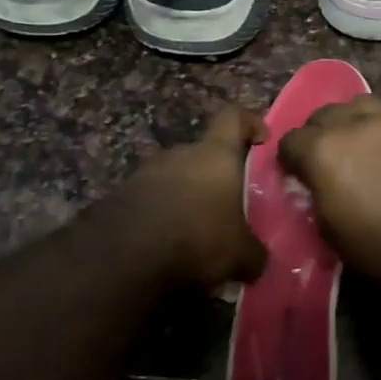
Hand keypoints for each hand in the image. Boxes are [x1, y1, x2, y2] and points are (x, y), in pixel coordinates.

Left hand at [137, 106, 268, 289]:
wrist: (122, 262)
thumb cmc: (197, 241)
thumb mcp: (242, 255)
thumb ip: (255, 251)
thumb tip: (257, 259)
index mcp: (215, 155)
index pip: (235, 117)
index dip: (250, 123)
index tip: (262, 140)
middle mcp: (179, 154)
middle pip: (204, 153)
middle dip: (217, 176)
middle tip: (229, 206)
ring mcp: (144, 174)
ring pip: (175, 178)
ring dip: (186, 198)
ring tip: (196, 232)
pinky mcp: (118, 198)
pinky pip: (150, 201)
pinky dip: (161, 217)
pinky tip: (167, 247)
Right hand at [278, 96, 380, 281]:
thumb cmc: (375, 244)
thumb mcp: (327, 226)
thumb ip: (315, 191)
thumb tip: (315, 180)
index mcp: (322, 149)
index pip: (291, 140)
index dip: (290, 159)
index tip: (296, 174)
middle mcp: (352, 123)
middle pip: (322, 115)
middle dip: (317, 134)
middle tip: (323, 158)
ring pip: (355, 105)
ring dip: (347, 121)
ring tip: (353, 142)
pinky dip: (376, 125)